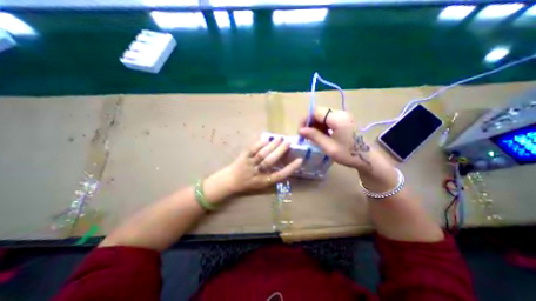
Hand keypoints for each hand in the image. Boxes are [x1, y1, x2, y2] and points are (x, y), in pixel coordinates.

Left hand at [210, 136, 302, 197]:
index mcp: (263, 181)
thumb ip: (272, 175)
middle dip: (280, 151)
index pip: (279, 175)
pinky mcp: (243, 157)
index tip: (299, 160)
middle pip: (270, 162)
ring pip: (262, 154)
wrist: (230, 181)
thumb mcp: (261, 183)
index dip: (290, 168)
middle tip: (288, 142)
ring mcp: (249, 164)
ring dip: (272, 145)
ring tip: (280, 138)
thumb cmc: (247, 183)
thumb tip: (284, 163)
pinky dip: (260, 144)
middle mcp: (257, 173)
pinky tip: (267, 138)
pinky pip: (252, 150)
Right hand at [298, 106, 396, 190]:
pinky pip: (328, 120)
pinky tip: (322, 136)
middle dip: (309, 123)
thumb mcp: (329, 147)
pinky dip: (322, 126)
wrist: (367, 158)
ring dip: (315, 125)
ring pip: (322, 116)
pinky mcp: (344, 120)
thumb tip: (300, 130)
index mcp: (337, 118)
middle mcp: (340, 113)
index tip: (301, 131)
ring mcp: (343, 116)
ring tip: (313, 137)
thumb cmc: (348, 154)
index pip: (315, 111)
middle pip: (318, 112)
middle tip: (306, 136)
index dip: (305, 119)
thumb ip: (314, 136)